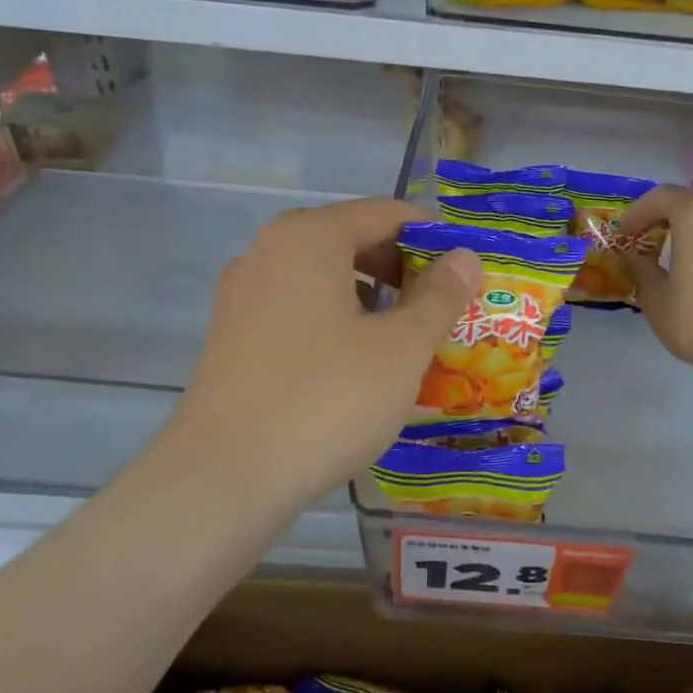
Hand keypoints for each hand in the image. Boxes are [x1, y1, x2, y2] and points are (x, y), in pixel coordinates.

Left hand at [166, 199, 480, 508]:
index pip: (387, 213)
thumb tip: (465, 258)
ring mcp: (244, 296)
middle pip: (354, 241)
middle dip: (406, 271)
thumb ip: (440, 295)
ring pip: (327, 280)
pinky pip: (301, 312)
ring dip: (375, 301)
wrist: (224, 479)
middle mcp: (268, 253)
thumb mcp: (401, 347)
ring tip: (410, 341)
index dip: (435, 238)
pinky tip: (362, 367)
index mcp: (308, 237)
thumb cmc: (326, 399)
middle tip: (445, 310)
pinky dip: (339, 323)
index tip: (468, 274)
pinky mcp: (234, 338)